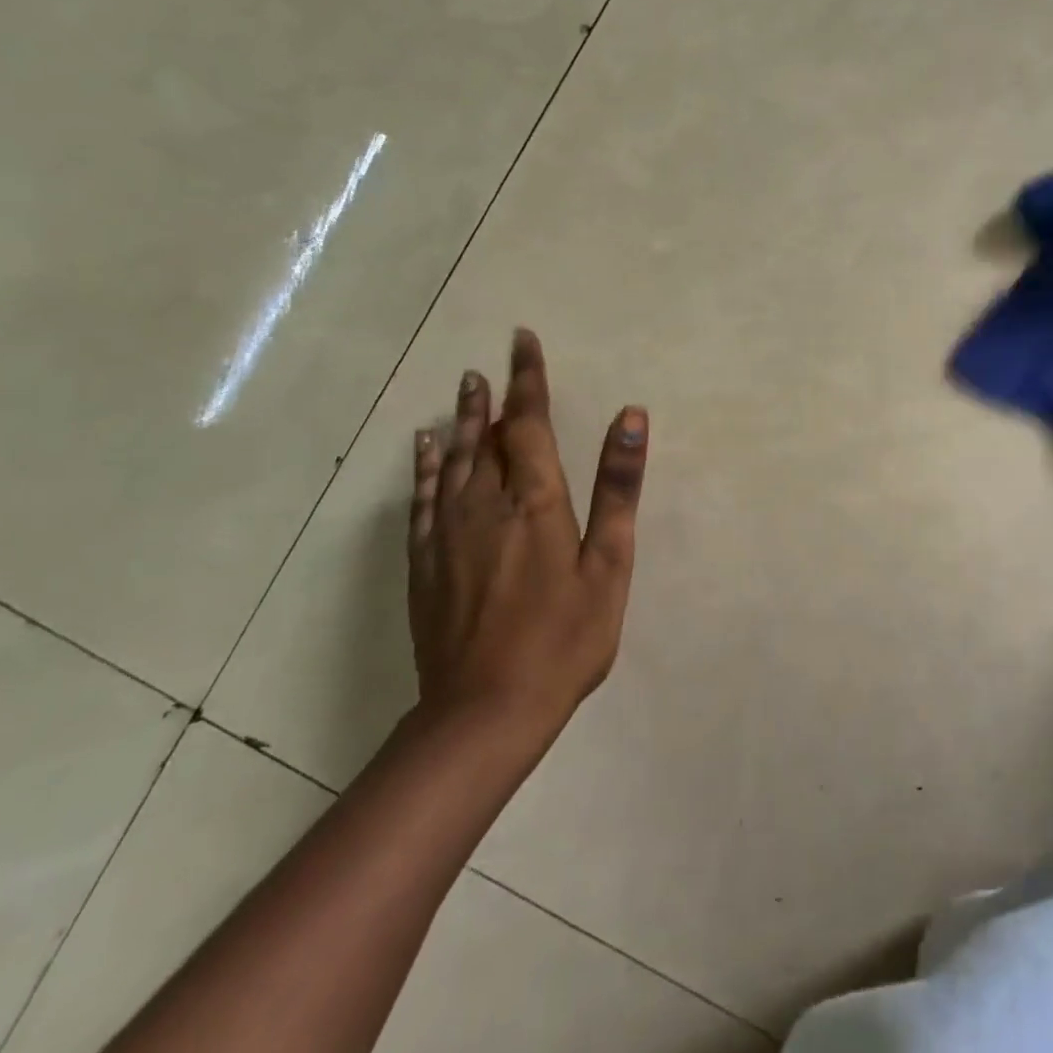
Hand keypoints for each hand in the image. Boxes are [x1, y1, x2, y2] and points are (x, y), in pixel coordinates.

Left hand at [407, 329, 647, 734]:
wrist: (484, 712)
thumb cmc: (563, 638)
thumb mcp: (608, 564)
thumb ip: (617, 487)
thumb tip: (630, 416)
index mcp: (534, 500)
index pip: (529, 422)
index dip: (528, 379)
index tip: (522, 340)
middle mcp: (485, 503)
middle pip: (487, 436)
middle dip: (492, 397)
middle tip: (488, 364)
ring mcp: (448, 532)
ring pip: (453, 460)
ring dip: (461, 422)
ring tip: (463, 390)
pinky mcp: (425, 562)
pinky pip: (423, 498)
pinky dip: (425, 466)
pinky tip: (424, 448)